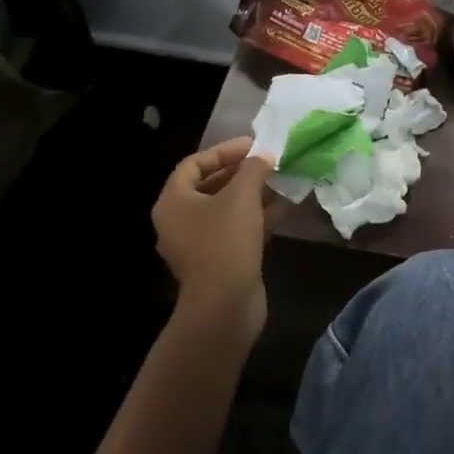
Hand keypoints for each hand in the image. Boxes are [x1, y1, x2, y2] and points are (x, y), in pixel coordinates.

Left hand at [152, 139, 275, 340]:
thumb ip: (253, 169)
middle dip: (240, 172)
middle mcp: (178, 221)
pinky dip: (253, 217)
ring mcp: (196, 244)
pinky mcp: (215, 262)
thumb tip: (263, 157)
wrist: (224, 307)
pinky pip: (233, 229)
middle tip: (267, 163)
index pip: (194, 164)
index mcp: (173, 202)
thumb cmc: (225, 241)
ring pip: (224, 209)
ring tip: (278, 182)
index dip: (224, 151)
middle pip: (209, 185)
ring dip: (251, 194)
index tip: (252, 146)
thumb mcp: (242, 195)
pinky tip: (280, 209)